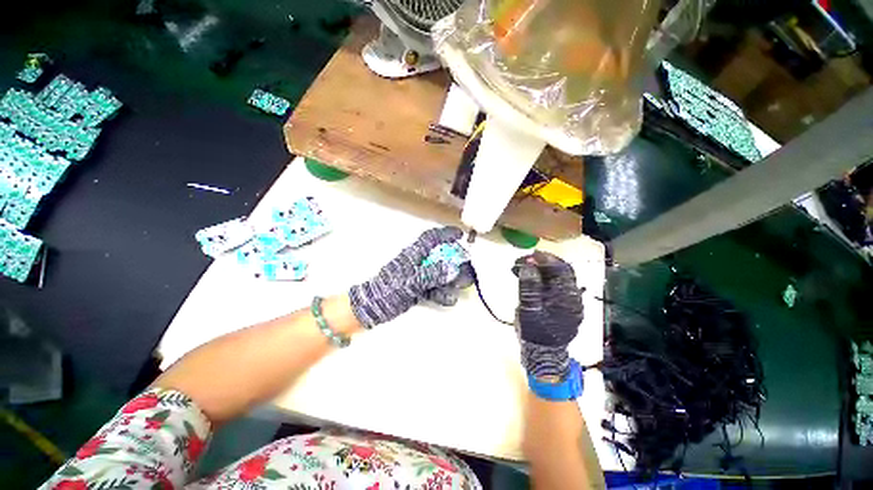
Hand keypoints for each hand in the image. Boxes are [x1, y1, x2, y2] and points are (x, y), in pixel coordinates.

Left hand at [349, 226, 468, 327]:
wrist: (373, 308)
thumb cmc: (389, 290)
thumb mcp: (411, 281)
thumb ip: (432, 274)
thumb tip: (453, 268)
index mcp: (414, 255)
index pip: (431, 238)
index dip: (445, 234)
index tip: (460, 235)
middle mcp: (418, 263)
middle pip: (440, 257)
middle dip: (455, 262)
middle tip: (467, 269)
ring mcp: (419, 276)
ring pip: (439, 273)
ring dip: (452, 279)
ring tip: (463, 285)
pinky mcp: (418, 289)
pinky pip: (434, 287)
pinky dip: (443, 293)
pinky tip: (450, 299)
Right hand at [513, 251, 583, 378]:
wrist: (542, 355)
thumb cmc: (535, 332)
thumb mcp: (529, 308)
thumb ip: (529, 286)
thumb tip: (529, 265)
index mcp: (568, 297)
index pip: (562, 270)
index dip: (546, 259)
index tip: (529, 255)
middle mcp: (572, 297)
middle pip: (559, 272)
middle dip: (541, 262)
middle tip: (523, 260)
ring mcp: (566, 301)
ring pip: (554, 278)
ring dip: (539, 270)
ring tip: (520, 267)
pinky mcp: (559, 305)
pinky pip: (551, 286)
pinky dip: (539, 278)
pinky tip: (527, 278)